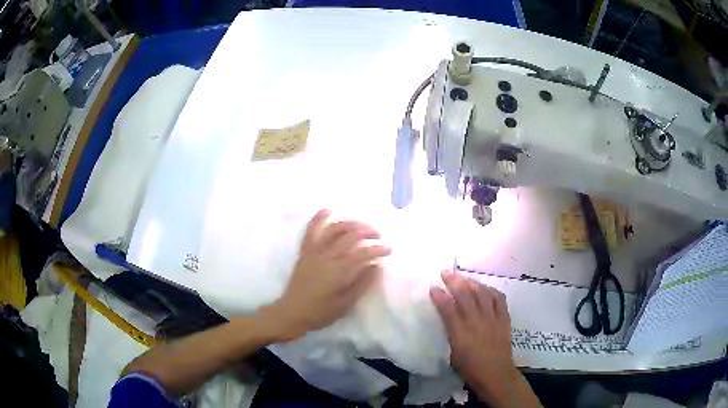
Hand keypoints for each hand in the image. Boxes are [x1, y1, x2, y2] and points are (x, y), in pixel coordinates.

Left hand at [262, 210, 390, 341]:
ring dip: (350, 223)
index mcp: (337, 272)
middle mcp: (326, 257)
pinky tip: (328, 210)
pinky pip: (311, 230)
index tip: (389, 249)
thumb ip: (362, 283)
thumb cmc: (320, 313)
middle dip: (368, 232)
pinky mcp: (304, 251)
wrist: (292, 312)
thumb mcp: (345, 304)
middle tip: (379, 235)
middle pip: (350, 236)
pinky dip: (319, 218)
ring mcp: (313, 251)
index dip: (378, 249)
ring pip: (333, 229)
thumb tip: (377, 266)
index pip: (362, 253)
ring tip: (361, 225)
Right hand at [430, 271, 539, 407]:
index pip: (448, 308)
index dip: (440, 296)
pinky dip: (490, 290)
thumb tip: (448, 318)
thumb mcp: (453, 354)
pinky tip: (484, 288)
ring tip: (463, 277)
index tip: (433, 287)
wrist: (495, 373)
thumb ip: (451, 333)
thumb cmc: (470, 368)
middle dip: (454, 281)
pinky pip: (498, 298)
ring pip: (482, 293)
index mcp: (460, 333)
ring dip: (471, 282)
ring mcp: (492, 318)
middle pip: (465, 295)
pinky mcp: (504, 318)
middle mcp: (476, 321)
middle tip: (446, 272)